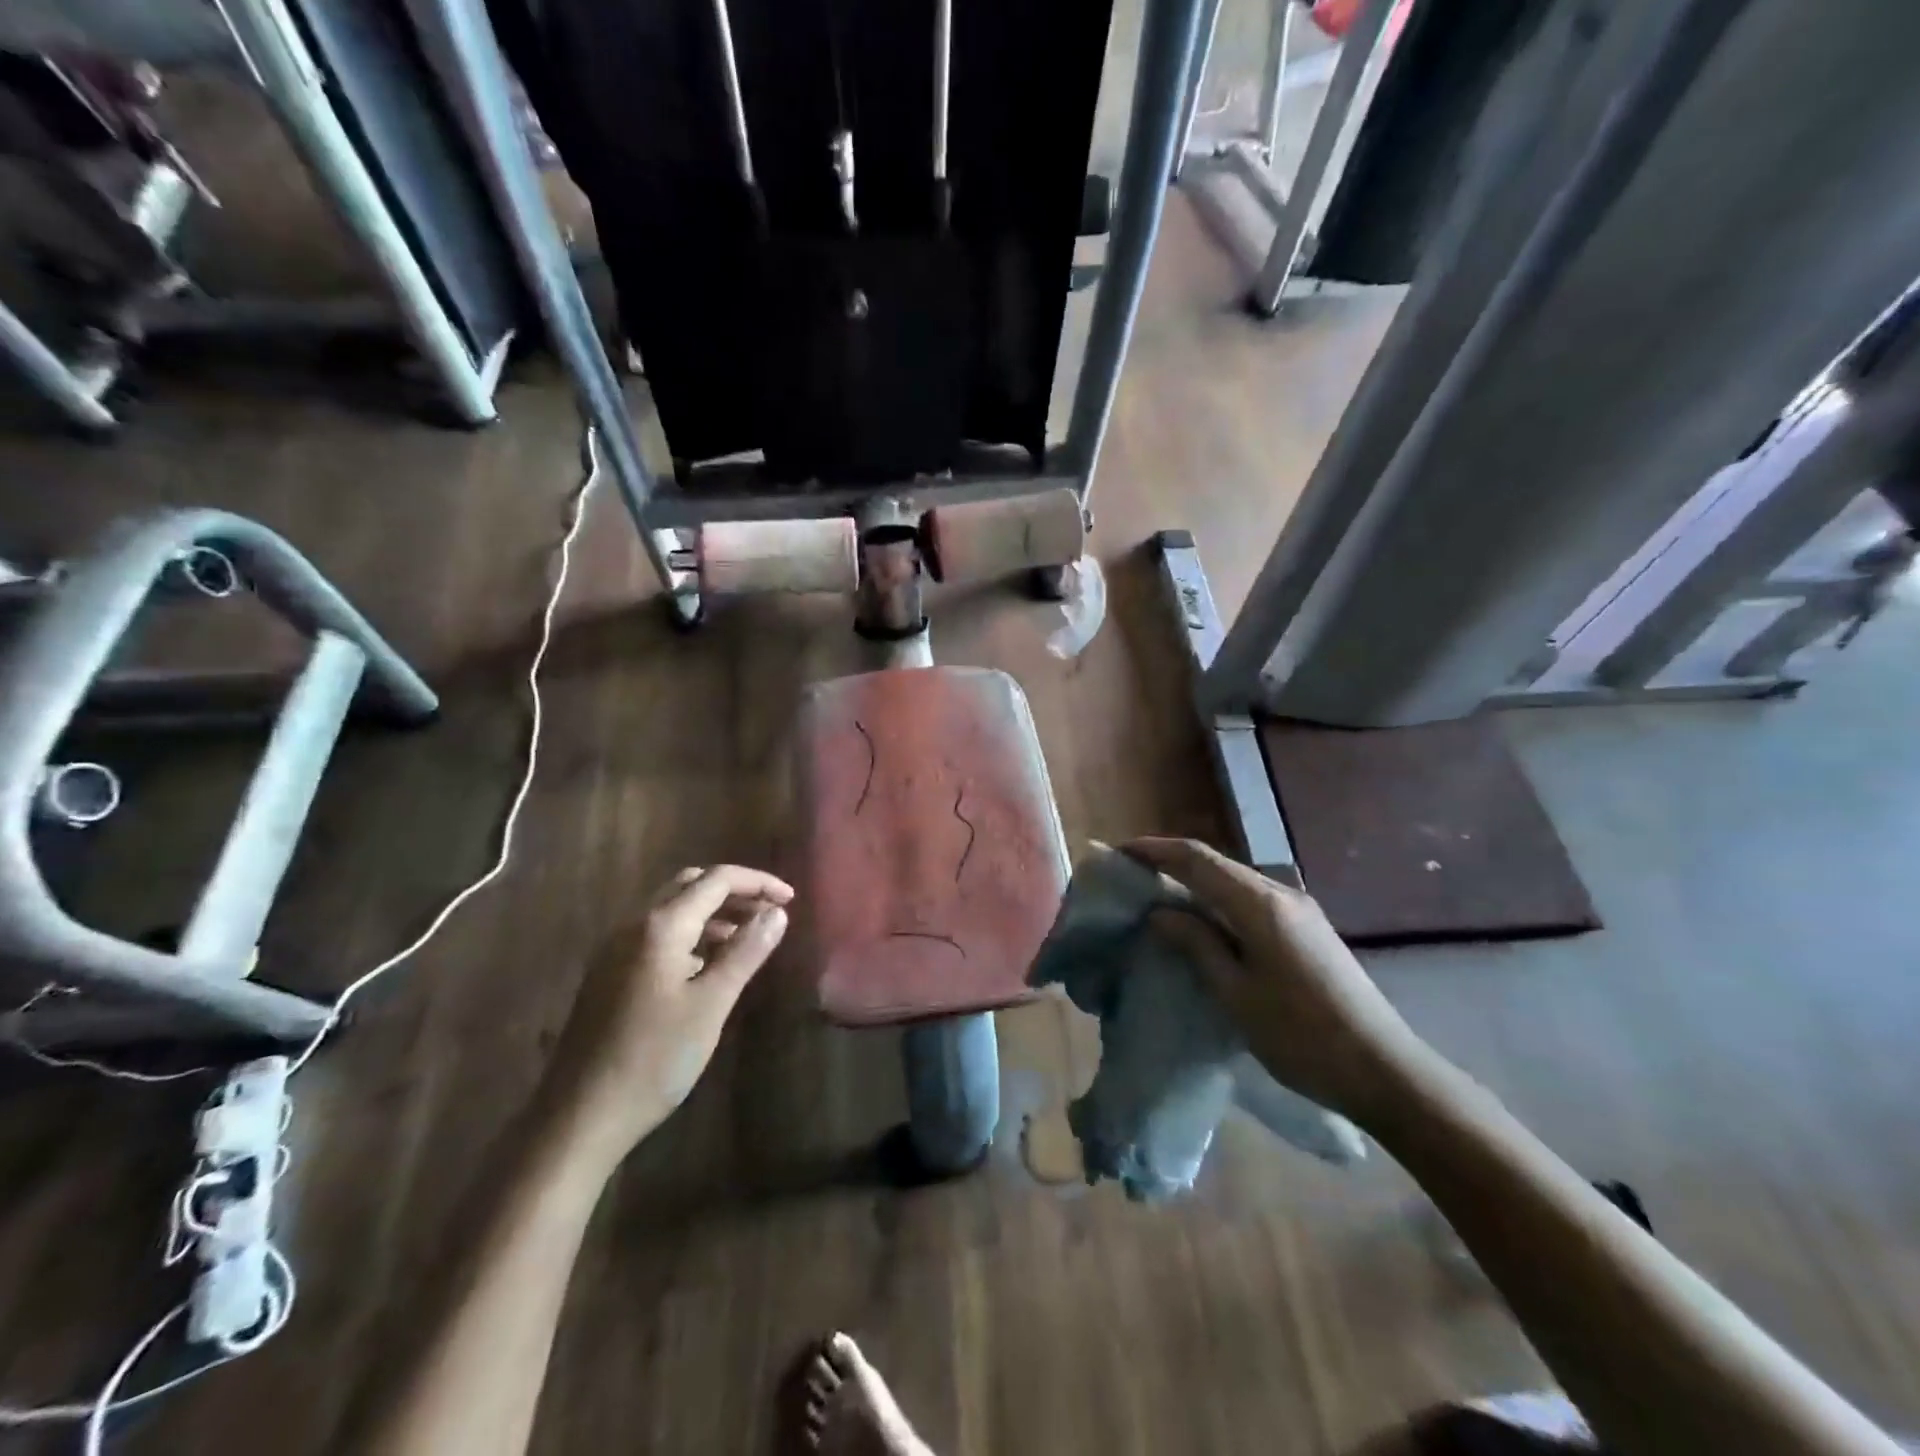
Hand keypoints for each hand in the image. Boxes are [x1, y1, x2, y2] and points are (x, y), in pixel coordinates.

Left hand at [544, 864, 792, 1163]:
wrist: (580, 1117)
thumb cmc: (654, 1059)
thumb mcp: (711, 1004)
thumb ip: (746, 951)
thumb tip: (777, 912)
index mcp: (660, 926)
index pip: (716, 880)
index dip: (758, 883)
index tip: (791, 900)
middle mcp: (633, 925)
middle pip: (690, 885)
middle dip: (733, 892)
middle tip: (768, 914)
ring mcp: (615, 949)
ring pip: (671, 909)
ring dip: (712, 912)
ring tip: (746, 939)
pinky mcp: (608, 973)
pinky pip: (655, 934)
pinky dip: (689, 934)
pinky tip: (706, 965)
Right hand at [1123, 838, 1427, 1124]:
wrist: (1386, 1071)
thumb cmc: (1302, 1036)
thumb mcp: (1236, 994)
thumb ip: (1196, 944)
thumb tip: (1160, 912)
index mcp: (1259, 904)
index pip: (1196, 859)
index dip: (1154, 850)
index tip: (1119, 853)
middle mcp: (1281, 894)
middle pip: (1216, 864)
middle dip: (1170, 864)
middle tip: (1132, 879)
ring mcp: (1300, 910)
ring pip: (1234, 882)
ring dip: (1195, 884)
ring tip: (1159, 900)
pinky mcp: (1308, 930)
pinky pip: (1250, 901)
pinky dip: (1218, 902)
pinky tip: (1203, 925)